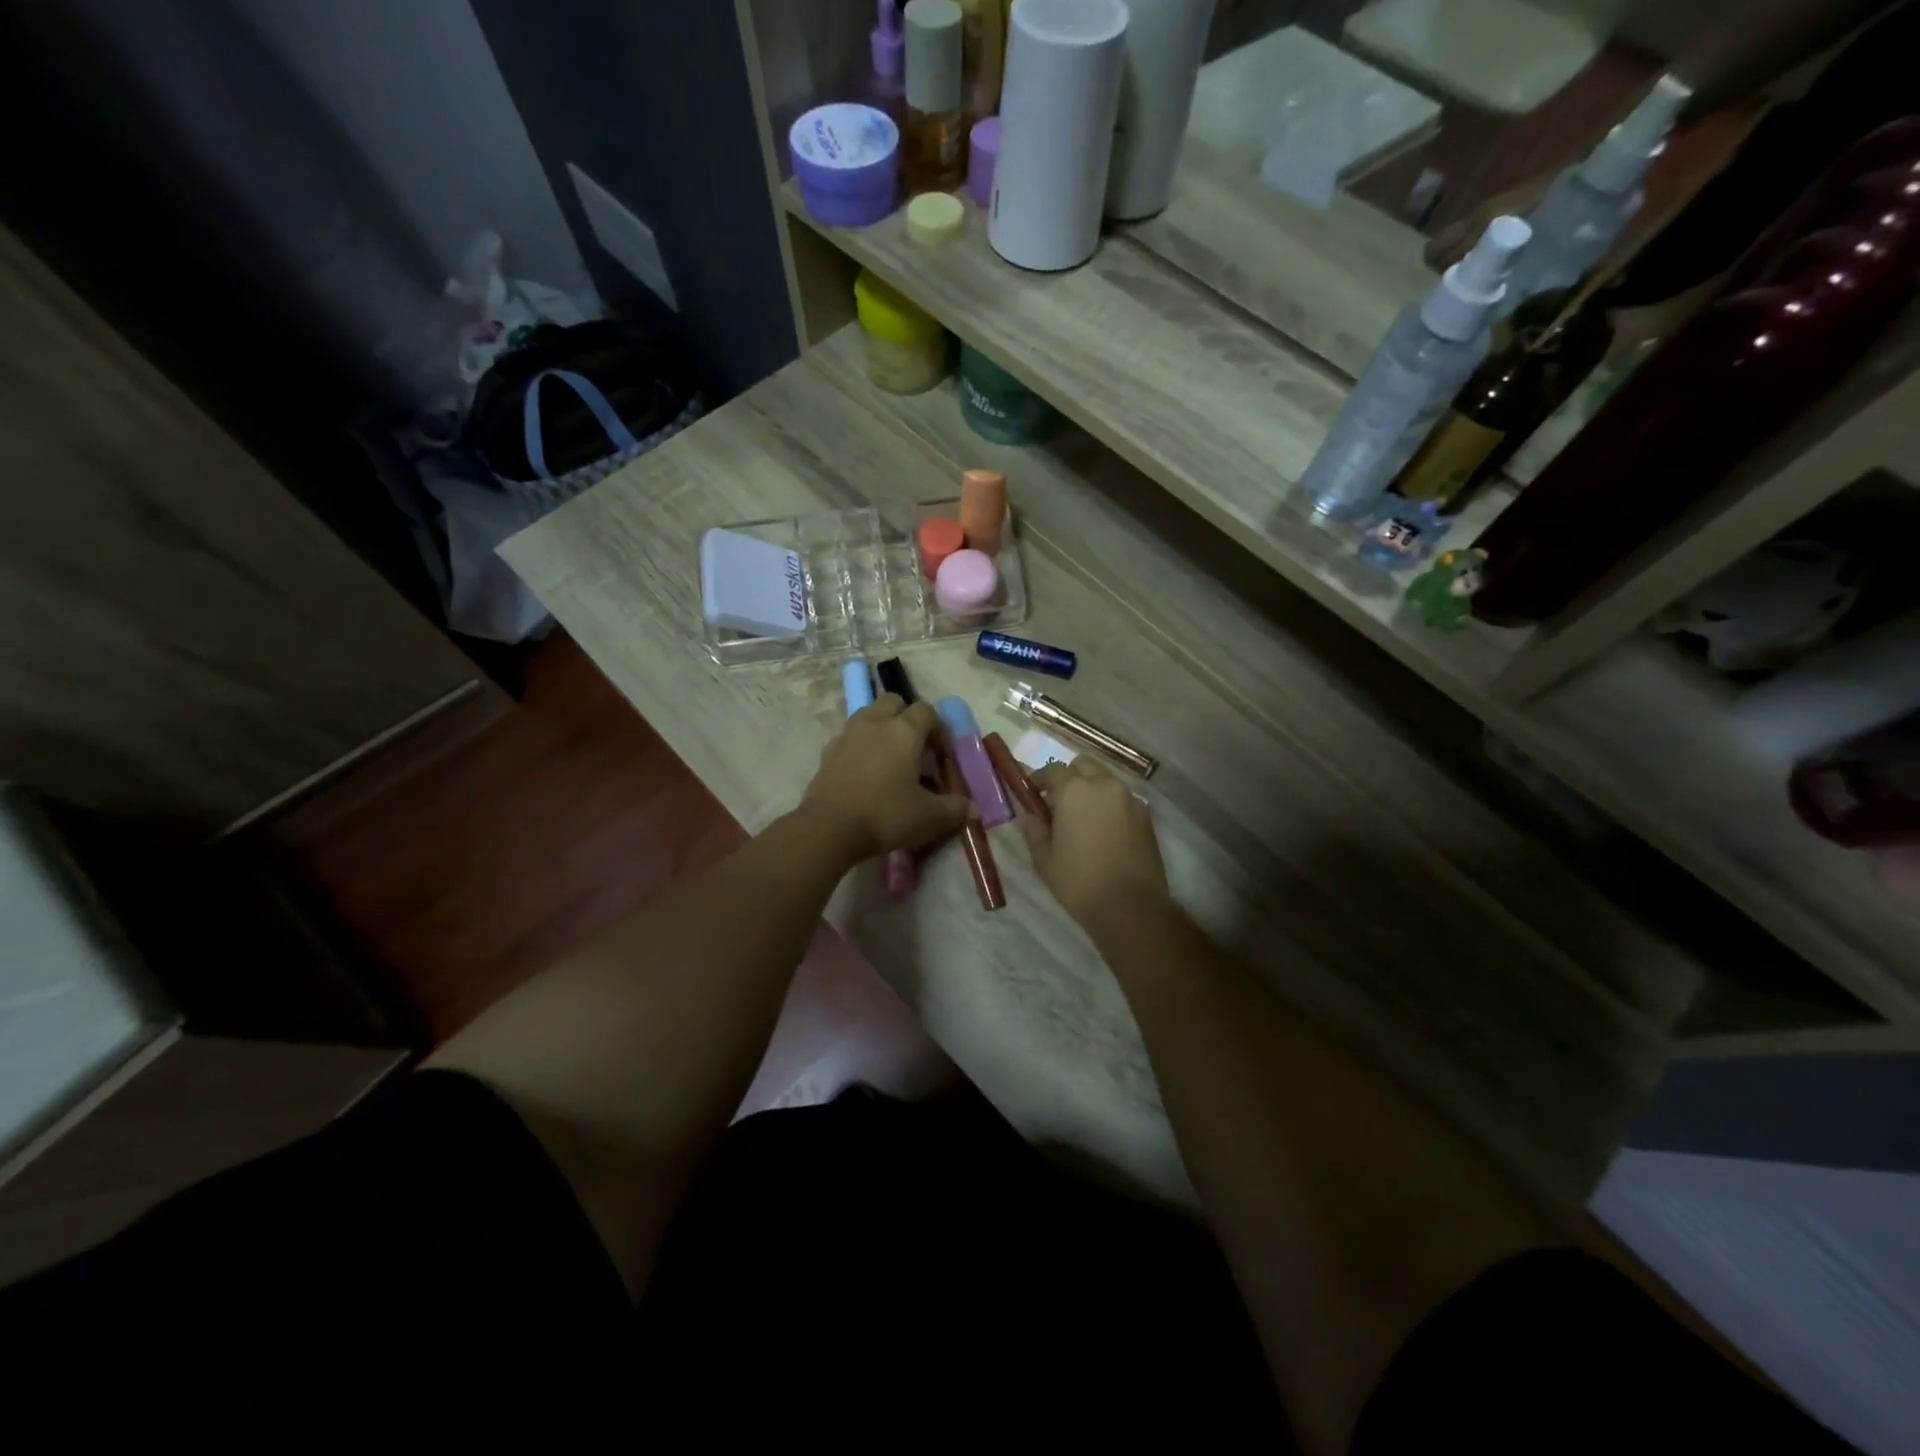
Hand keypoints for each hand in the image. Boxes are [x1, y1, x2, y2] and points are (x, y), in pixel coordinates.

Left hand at [803, 695, 972, 862]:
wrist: (829, 829)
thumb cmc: (886, 814)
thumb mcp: (929, 817)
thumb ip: (954, 809)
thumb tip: (972, 809)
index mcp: (904, 731)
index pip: (927, 711)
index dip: (939, 729)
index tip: (943, 756)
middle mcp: (874, 723)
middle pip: (893, 702)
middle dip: (907, 718)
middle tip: (916, 749)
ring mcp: (847, 735)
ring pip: (868, 716)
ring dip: (882, 729)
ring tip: (890, 761)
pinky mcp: (827, 753)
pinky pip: (849, 739)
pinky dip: (860, 748)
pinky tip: (865, 775)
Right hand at [1020, 758, 1171, 935]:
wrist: (1131, 907)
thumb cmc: (1079, 881)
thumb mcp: (1043, 858)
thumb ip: (1035, 828)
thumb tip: (1034, 814)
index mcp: (1074, 790)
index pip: (1052, 769)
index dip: (1039, 779)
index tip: (1032, 794)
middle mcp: (1104, 785)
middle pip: (1083, 766)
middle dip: (1069, 777)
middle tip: (1058, 803)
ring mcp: (1129, 798)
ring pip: (1105, 780)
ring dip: (1091, 789)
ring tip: (1082, 818)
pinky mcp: (1146, 815)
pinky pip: (1122, 799)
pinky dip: (1109, 805)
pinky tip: (1103, 831)